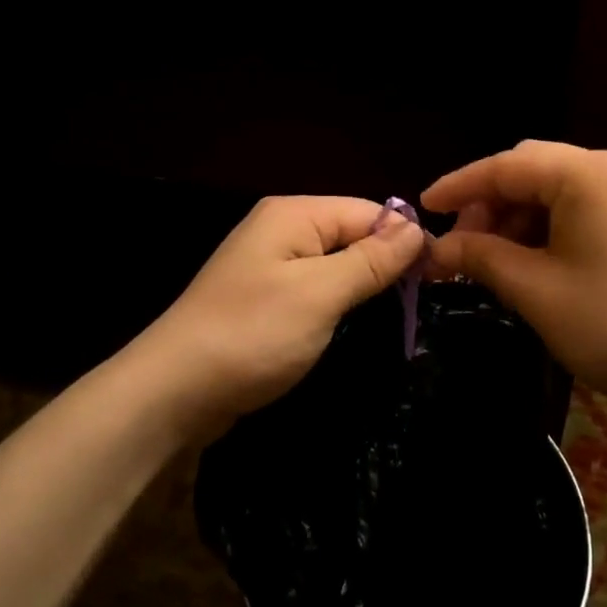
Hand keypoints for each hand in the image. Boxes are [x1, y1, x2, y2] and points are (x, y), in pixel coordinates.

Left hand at [143, 195, 424, 436]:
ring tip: (393, 320)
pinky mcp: (263, 299)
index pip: (368, 212)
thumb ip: (371, 259)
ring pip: (334, 265)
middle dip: (383, 266)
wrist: (171, 394)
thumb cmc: (252, 335)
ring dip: (361, 289)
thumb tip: (416, 227)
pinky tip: (351, 327)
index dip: (403, 241)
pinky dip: (336, 305)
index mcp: (294, 214)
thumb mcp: (320, 294)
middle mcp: (280, 229)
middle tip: (417, 305)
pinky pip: (313, 289)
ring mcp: (268, 265)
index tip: (435, 279)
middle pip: (351, 235)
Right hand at [423, 142, 606, 412]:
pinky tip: (536, 261)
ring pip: (559, 190)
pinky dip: (551, 227)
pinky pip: (585, 207)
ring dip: (520, 218)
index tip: (423, 207)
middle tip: (461, 243)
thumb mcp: (534, 289)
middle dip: (490, 203)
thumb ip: (480, 256)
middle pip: (533, 170)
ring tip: (496, 260)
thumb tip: (435, 249)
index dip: (459, 187)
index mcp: (586, 173)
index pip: (506, 166)